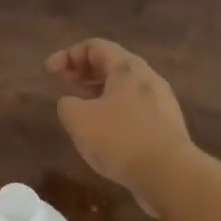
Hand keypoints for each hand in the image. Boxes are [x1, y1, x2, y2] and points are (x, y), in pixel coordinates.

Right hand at [46, 39, 191, 213]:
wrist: (170, 174)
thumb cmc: (119, 138)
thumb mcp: (78, 118)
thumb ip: (67, 105)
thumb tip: (71, 104)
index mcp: (127, 68)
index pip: (94, 46)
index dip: (68, 54)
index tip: (49, 71)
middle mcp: (147, 78)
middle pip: (112, 64)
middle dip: (84, 71)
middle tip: (64, 83)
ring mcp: (161, 103)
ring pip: (124, 88)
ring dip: (98, 92)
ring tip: (80, 108)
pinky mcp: (166, 127)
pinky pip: (135, 109)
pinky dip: (113, 111)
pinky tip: (103, 132)